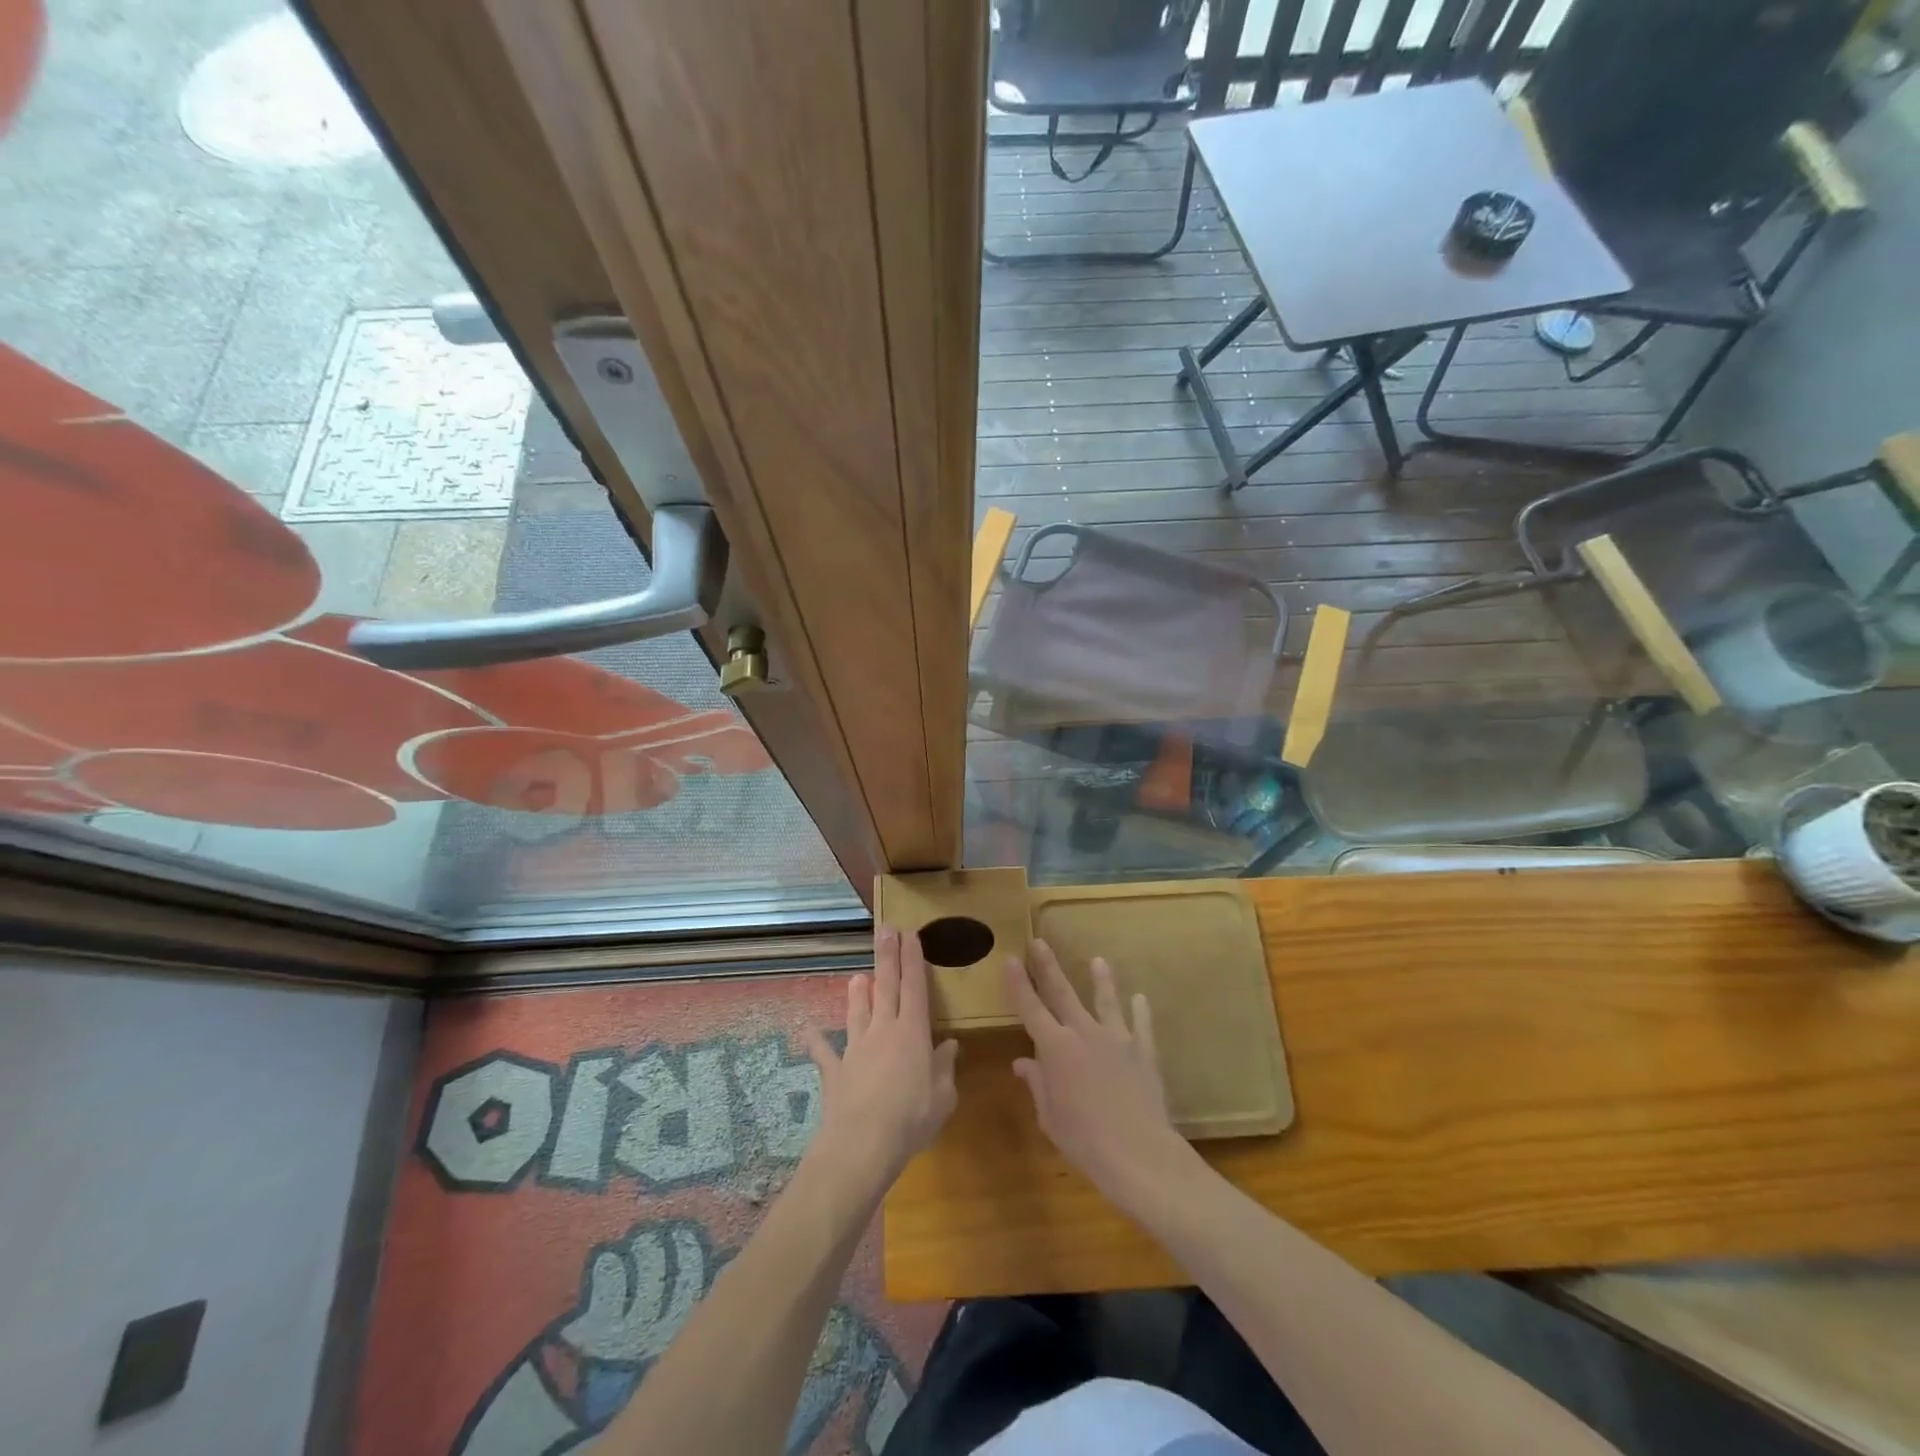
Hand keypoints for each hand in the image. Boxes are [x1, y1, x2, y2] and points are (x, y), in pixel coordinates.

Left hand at [805, 924, 958, 1189]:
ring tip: (857, 976)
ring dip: (857, 993)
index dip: (913, 959)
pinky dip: (816, 1041)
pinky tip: (808, 1031)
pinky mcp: (834, 1071)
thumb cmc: (911, 1119)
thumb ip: (945, 1067)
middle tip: (886, 930)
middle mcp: (883, 1031)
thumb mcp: (943, 1097)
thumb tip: (950, 1045)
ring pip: (857, 1011)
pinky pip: (824, 1052)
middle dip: (887, 956)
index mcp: (912, 1033)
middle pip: (885, 986)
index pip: (914, 986)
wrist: (862, 1145)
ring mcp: (855, 1048)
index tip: (910, 934)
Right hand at [1007, 940, 1193, 1207]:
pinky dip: (1140, 1011)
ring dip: (1101, 980)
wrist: (1139, 1153)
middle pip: (1062, 993)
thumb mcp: (1050, 1116)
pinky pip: (1141, 1025)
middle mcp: (1084, 1033)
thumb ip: (1037, 1084)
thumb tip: (1022, 1062)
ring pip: (1106, 1001)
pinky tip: (1140, 999)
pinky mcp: (1144, 1051)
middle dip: (1048, 967)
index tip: (1010, 959)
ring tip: (1098, 960)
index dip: (1018, 983)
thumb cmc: (1084, 1140)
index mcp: (1056, 1048)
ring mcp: (1117, 1039)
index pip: (1030, 1008)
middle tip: (1039, 942)